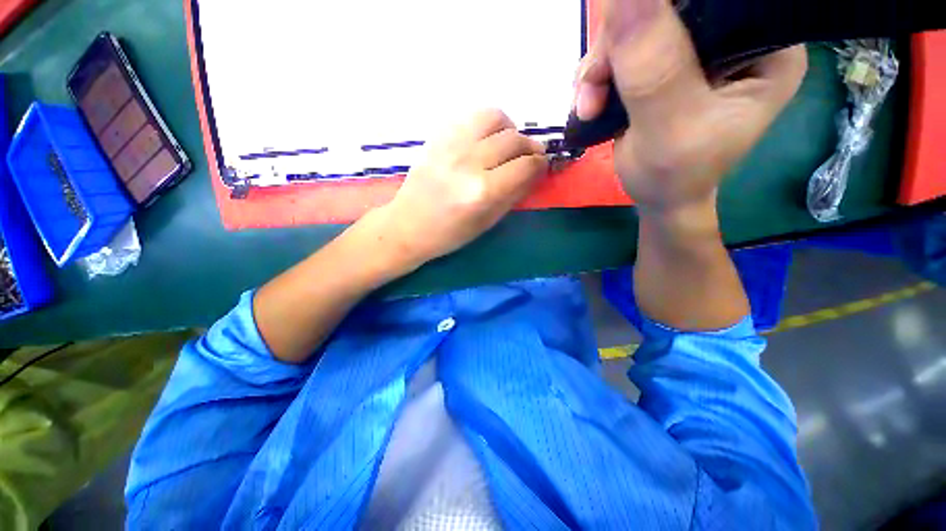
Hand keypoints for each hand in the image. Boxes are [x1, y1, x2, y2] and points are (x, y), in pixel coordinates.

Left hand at [376, 109, 547, 266]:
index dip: (540, 164)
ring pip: (494, 117)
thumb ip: (514, 194)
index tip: (542, 166)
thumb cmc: (449, 234)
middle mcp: (469, 162)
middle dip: (529, 147)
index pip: (526, 165)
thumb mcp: (487, 222)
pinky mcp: (438, 137)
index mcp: (483, 192)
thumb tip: (535, 172)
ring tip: (507, 144)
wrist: (407, 225)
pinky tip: (485, 140)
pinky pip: (471, 117)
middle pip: (513, 139)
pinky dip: (486, 125)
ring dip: (509, 129)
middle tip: (529, 157)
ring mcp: (451, 145)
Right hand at [574, 0, 806, 215]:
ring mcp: (696, 50)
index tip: (620, 43)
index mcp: (765, 47)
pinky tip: (590, 102)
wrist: (657, 197)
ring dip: (601, 65)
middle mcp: (735, 38)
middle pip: (668, 8)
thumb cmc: (673, 176)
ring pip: (637, 26)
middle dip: (618, 45)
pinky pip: (622, 49)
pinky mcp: (666, 64)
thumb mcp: (667, 126)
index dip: (662, 10)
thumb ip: (653, 66)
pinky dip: (597, 75)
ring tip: (588, 105)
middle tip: (593, 88)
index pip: (713, 2)